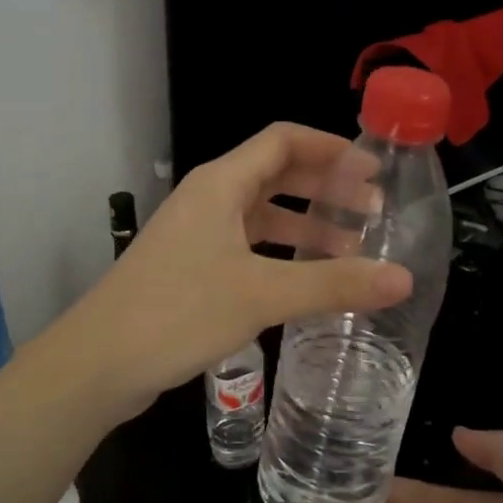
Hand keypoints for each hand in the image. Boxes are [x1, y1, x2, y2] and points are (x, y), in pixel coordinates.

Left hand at [53, 123, 412, 415]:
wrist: (99, 361)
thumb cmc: (179, 312)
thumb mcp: (262, 294)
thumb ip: (334, 285)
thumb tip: (403, 278)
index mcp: (221, 184)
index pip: (283, 141)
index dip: (331, 148)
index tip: (373, 170)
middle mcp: (208, 199)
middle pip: (275, 175)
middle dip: (325, 189)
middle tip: (373, 212)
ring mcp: (196, 234)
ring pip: (261, 216)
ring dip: (305, 227)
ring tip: (353, 250)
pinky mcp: (190, 268)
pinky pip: (246, 247)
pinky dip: (280, 255)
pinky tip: (306, 282)